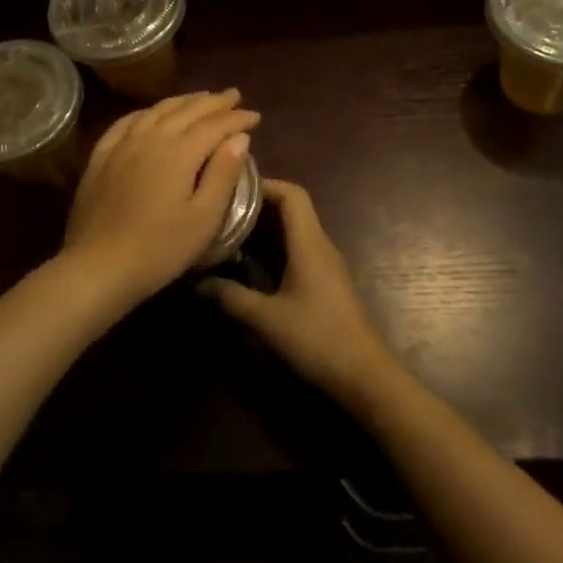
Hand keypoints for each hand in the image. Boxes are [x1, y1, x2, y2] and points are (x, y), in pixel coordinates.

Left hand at [59, 90, 258, 316]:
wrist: (98, 267)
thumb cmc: (160, 249)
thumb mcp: (204, 218)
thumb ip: (223, 174)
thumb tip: (240, 137)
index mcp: (179, 152)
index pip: (214, 125)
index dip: (236, 118)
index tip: (255, 116)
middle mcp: (150, 138)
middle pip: (186, 111)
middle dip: (213, 102)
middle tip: (234, 96)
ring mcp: (121, 146)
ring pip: (156, 111)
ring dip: (182, 101)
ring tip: (200, 97)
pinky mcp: (100, 158)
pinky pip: (126, 123)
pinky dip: (146, 112)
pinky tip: (151, 114)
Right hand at [200, 179, 399, 408]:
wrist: (364, 377)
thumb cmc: (318, 339)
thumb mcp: (266, 319)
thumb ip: (230, 298)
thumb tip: (197, 283)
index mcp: (309, 243)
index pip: (292, 194)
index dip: (264, 185)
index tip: (231, 190)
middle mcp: (319, 247)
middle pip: (290, 211)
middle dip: (255, 208)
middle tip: (219, 213)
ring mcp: (324, 266)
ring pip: (291, 234)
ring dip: (262, 231)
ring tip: (226, 236)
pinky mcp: (323, 285)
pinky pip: (295, 253)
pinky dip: (271, 252)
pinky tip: (246, 267)